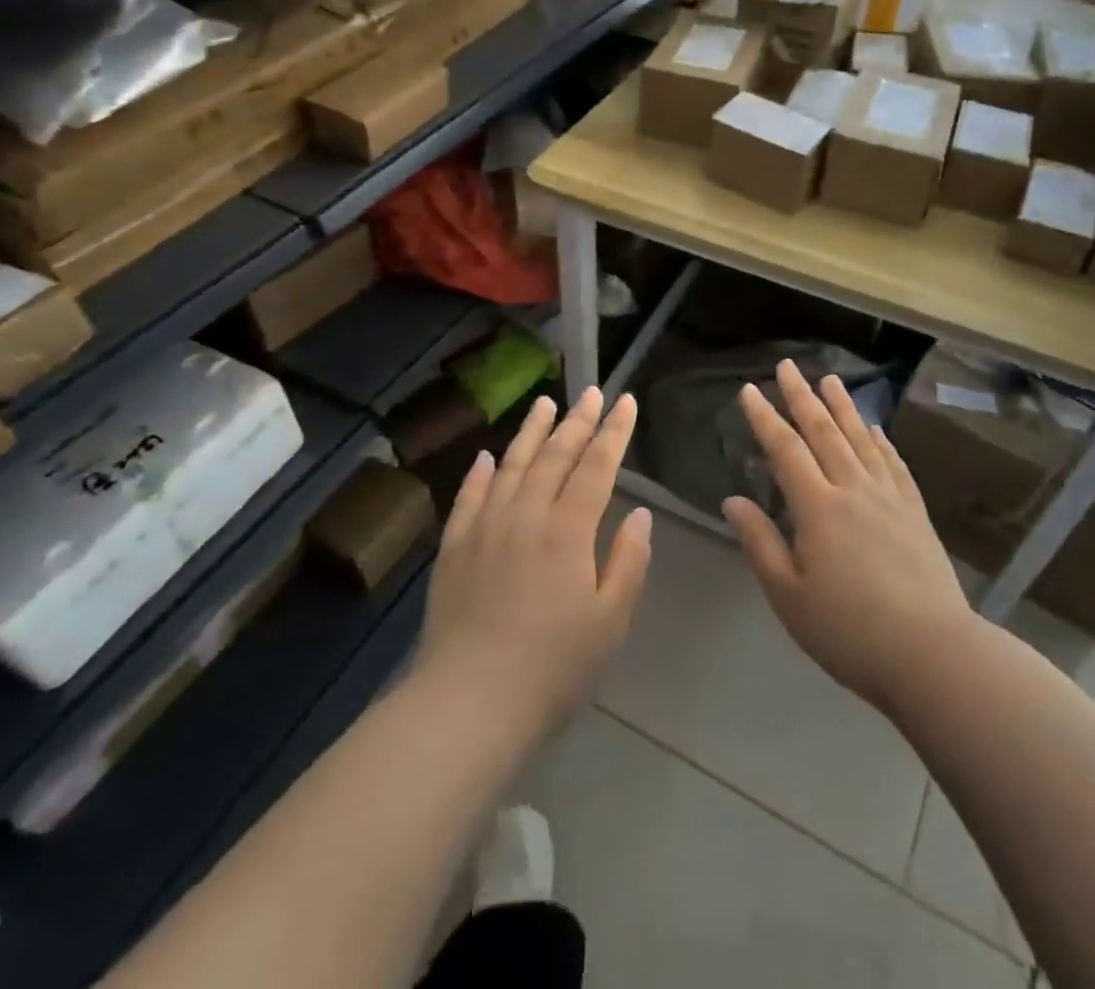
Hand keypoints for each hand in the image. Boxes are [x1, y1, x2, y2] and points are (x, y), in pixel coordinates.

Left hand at [417, 389, 651, 735]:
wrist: (469, 703)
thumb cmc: (553, 668)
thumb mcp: (610, 622)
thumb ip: (628, 562)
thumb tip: (640, 514)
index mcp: (568, 531)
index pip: (597, 467)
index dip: (614, 433)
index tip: (626, 402)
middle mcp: (526, 516)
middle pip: (555, 457)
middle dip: (577, 421)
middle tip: (590, 392)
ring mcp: (485, 529)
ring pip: (511, 466)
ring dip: (530, 432)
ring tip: (544, 403)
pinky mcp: (454, 549)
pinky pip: (468, 498)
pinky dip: (479, 473)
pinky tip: (486, 456)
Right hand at [723, 361, 972, 717]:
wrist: (933, 653)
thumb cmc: (849, 631)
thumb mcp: (789, 596)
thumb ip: (760, 543)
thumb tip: (733, 501)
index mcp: (817, 508)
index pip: (785, 450)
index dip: (764, 418)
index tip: (749, 389)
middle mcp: (853, 490)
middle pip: (824, 432)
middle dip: (802, 397)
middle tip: (789, 366)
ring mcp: (889, 498)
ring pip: (861, 440)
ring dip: (843, 407)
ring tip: (831, 379)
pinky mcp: (916, 513)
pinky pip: (894, 465)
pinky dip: (882, 442)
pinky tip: (875, 429)